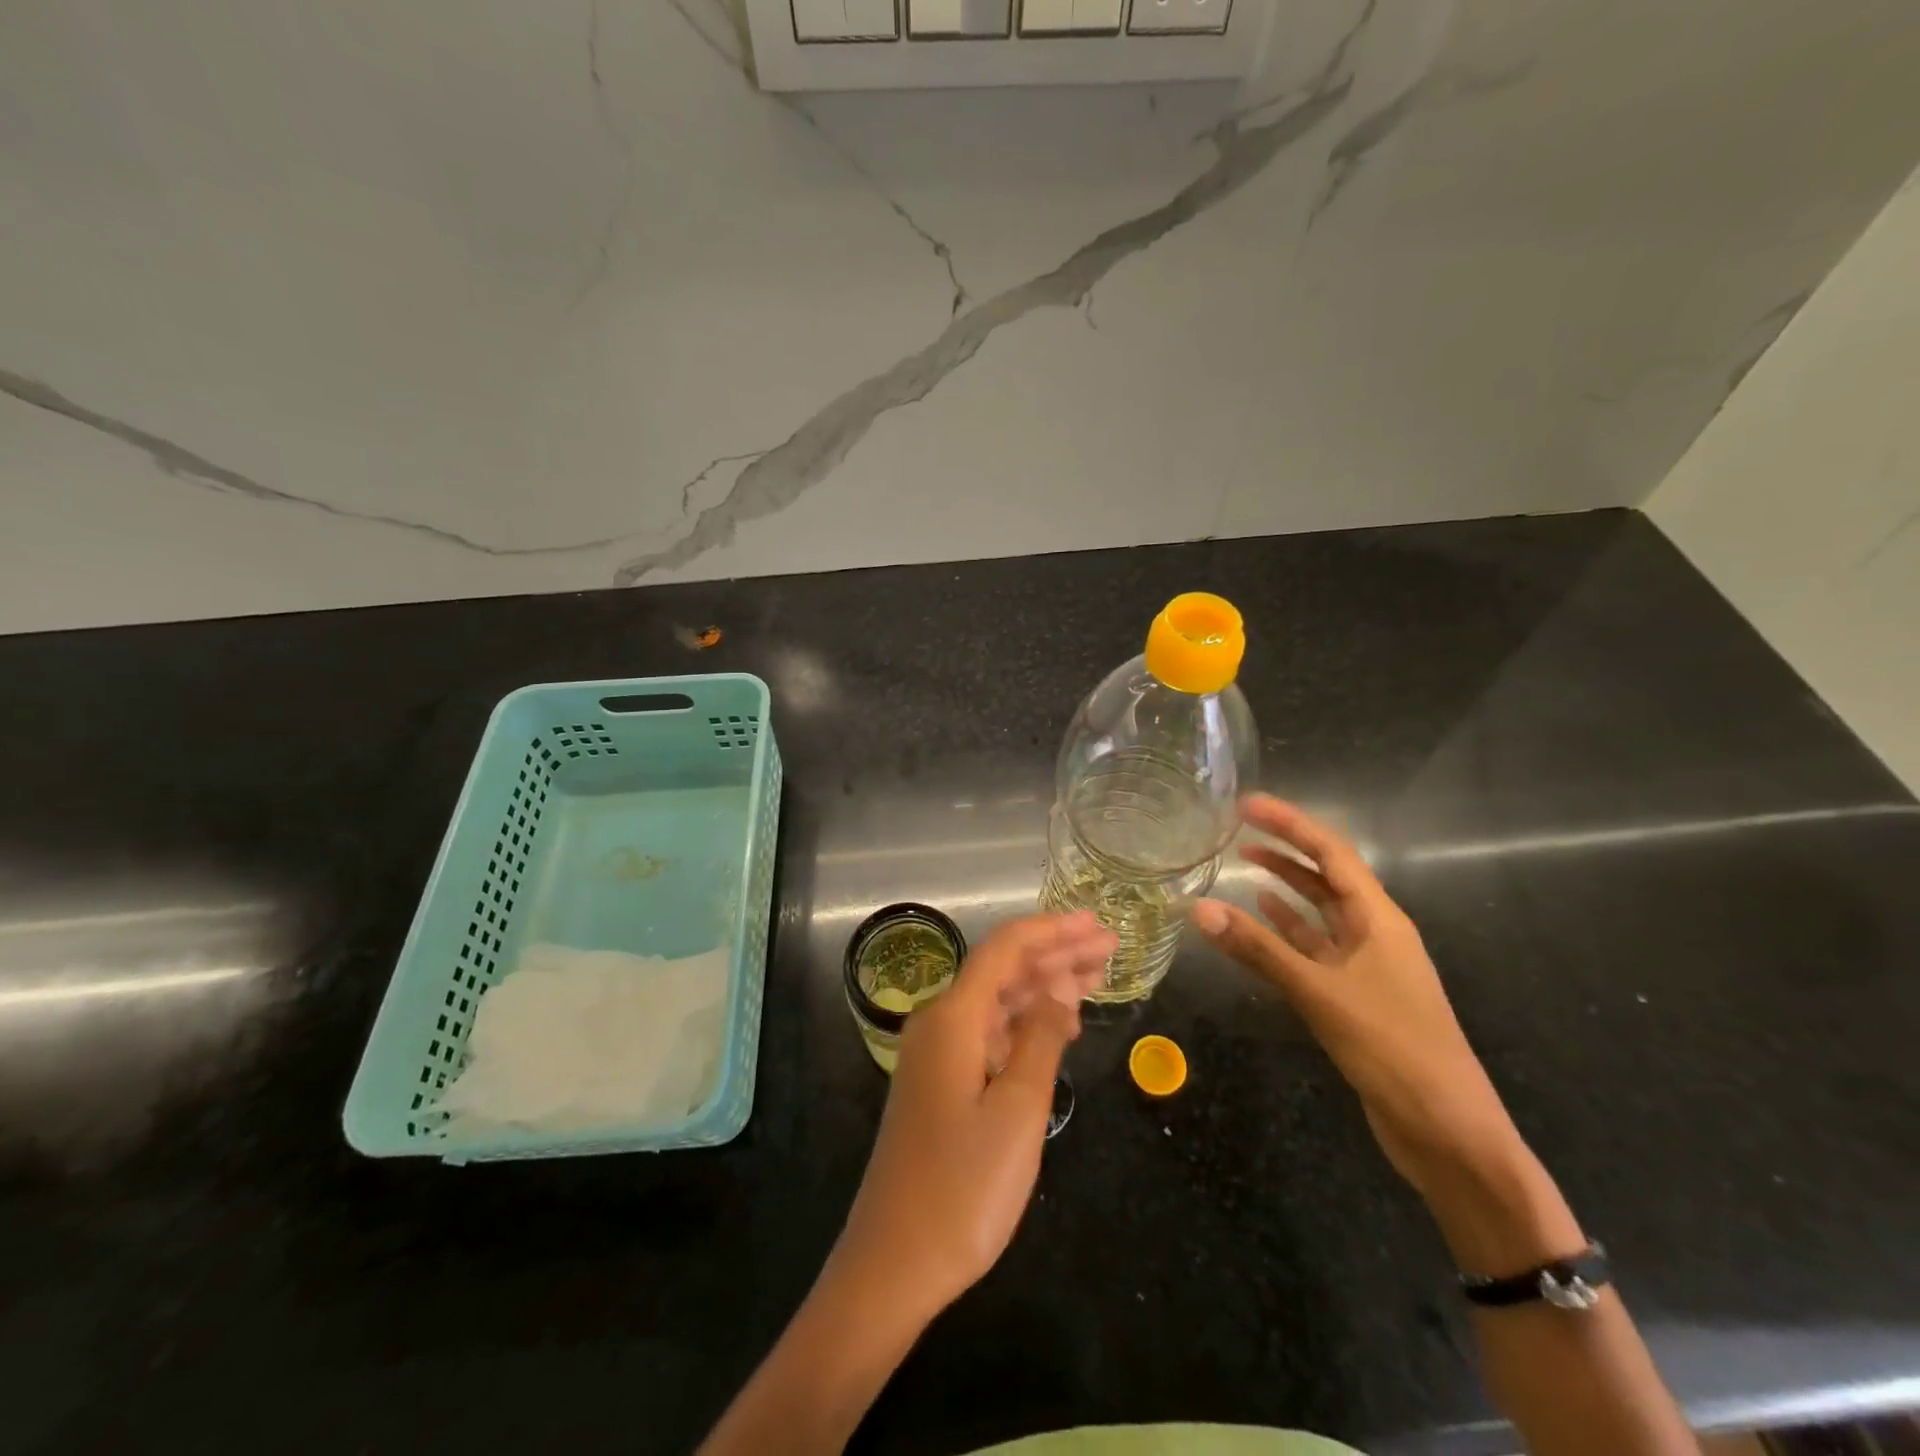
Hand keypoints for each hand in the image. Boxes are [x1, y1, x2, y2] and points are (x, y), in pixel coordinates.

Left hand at [833, 912, 1116, 1322]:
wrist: (893, 1263)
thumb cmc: (963, 1189)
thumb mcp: (1017, 1110)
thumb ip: (1041, 1038)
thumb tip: (1059, 985)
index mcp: (953, 1017)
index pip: (1005, 949)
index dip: (1052, 930)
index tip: (1096, 924)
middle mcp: (940, 1023)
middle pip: (1002, 970)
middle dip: (1055, 954)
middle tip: (1109, 947)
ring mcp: (937, 1053)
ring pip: (997, 1001)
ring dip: (1044, 986)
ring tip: (1095, 978)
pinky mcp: (941, 1081)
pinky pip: (988, 1032)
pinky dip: (1025, 1023)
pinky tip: (1058, 1027)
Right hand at [1191, 795, 1515, 1195]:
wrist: (1447, 1132)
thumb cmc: (1393, 1049)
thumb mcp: (1320, 993)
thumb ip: (1258, 949)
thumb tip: (1199, 909)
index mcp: (1380, 919)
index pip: (1332, 853)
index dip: (1290, 823)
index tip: (1247, 804)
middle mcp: (1375, 933)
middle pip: (1327, 876)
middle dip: (1286, 848)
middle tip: (1238, 828)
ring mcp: (1367, 966)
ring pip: (1320, 912)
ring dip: (1286, 886)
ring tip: (1244, 863)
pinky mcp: (1355, 996)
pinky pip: (1315, 948)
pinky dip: (1288, 930)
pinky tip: (1262, 921)